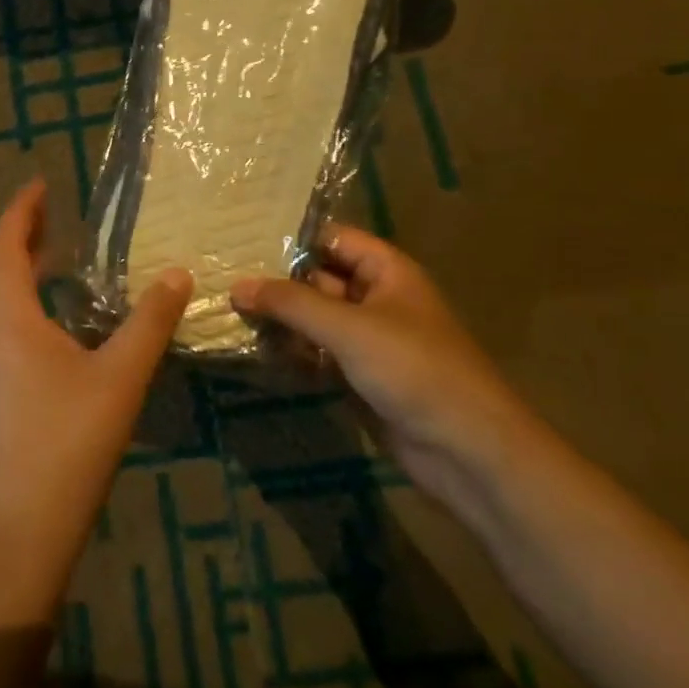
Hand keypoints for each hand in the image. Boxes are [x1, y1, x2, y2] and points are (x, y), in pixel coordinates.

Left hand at [0, 179, 191, 577]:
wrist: (25, 522)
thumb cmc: (69, 439)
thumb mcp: (121, 375)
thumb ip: (150, 322)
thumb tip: (176, 273)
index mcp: (10, 317)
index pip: (6, 246)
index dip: (22, 210)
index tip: (41, 183)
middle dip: (21, 234)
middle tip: (51, 212)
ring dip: (20, 268)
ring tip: (54, 253)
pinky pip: (5, 323)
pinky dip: (25, 299)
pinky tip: (57, 317)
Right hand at [231, 224, 538, 504]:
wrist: (466, 450)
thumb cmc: (414, 369)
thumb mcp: (348, 328)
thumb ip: (291, 303)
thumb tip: (237, 285)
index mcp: (386, 272)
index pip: (332, 239)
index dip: (292, 237)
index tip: (242, 238)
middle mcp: (376, 299)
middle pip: (318, 279)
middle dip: (276, 281)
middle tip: (222, 277)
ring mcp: (367, 340)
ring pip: (315, 319)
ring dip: (280, 319)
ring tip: (227, 311)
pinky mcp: (359, 376)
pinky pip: (317, 354)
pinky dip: (291, 352)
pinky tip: (254, 350)